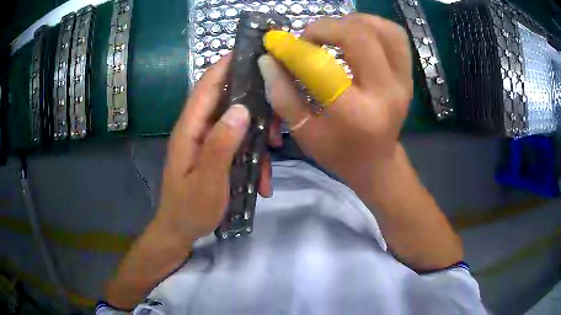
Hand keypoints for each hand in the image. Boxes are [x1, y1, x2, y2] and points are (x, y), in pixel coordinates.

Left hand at [155, 55, 281, 242]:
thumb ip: (221, 145)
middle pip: (226, 102)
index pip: (206, 87)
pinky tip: (263, 181)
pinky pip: (237, 145)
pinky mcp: (215, 154)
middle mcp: (198, 129)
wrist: (180, 231)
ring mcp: (207, 142)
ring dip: (258, 137)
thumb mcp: (208, 181)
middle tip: (279, 115)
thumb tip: (241, 109)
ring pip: (237, 125)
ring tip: (275, 155)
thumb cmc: (190, 209)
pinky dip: (253, 157)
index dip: (224, 66)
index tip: (248, 52)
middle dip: (254, 104)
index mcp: (190, 129)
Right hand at [258, 14, 412, 195]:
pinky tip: (356, 33)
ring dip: (353, 21)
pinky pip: (396, 37)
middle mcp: (385, 93)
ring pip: (384, 30)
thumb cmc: (338, 152)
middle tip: (309, 37)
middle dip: (326, 27)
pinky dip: (374, 26)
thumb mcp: (304, 132)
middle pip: (359, 36)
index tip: (277, 43)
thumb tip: (268, 59)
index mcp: (355, 114)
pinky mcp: (408, 76)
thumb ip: (282, 94)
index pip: (321, 66)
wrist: (377, 162)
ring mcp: (402, 82)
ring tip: (333, 31)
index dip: (294, 48)